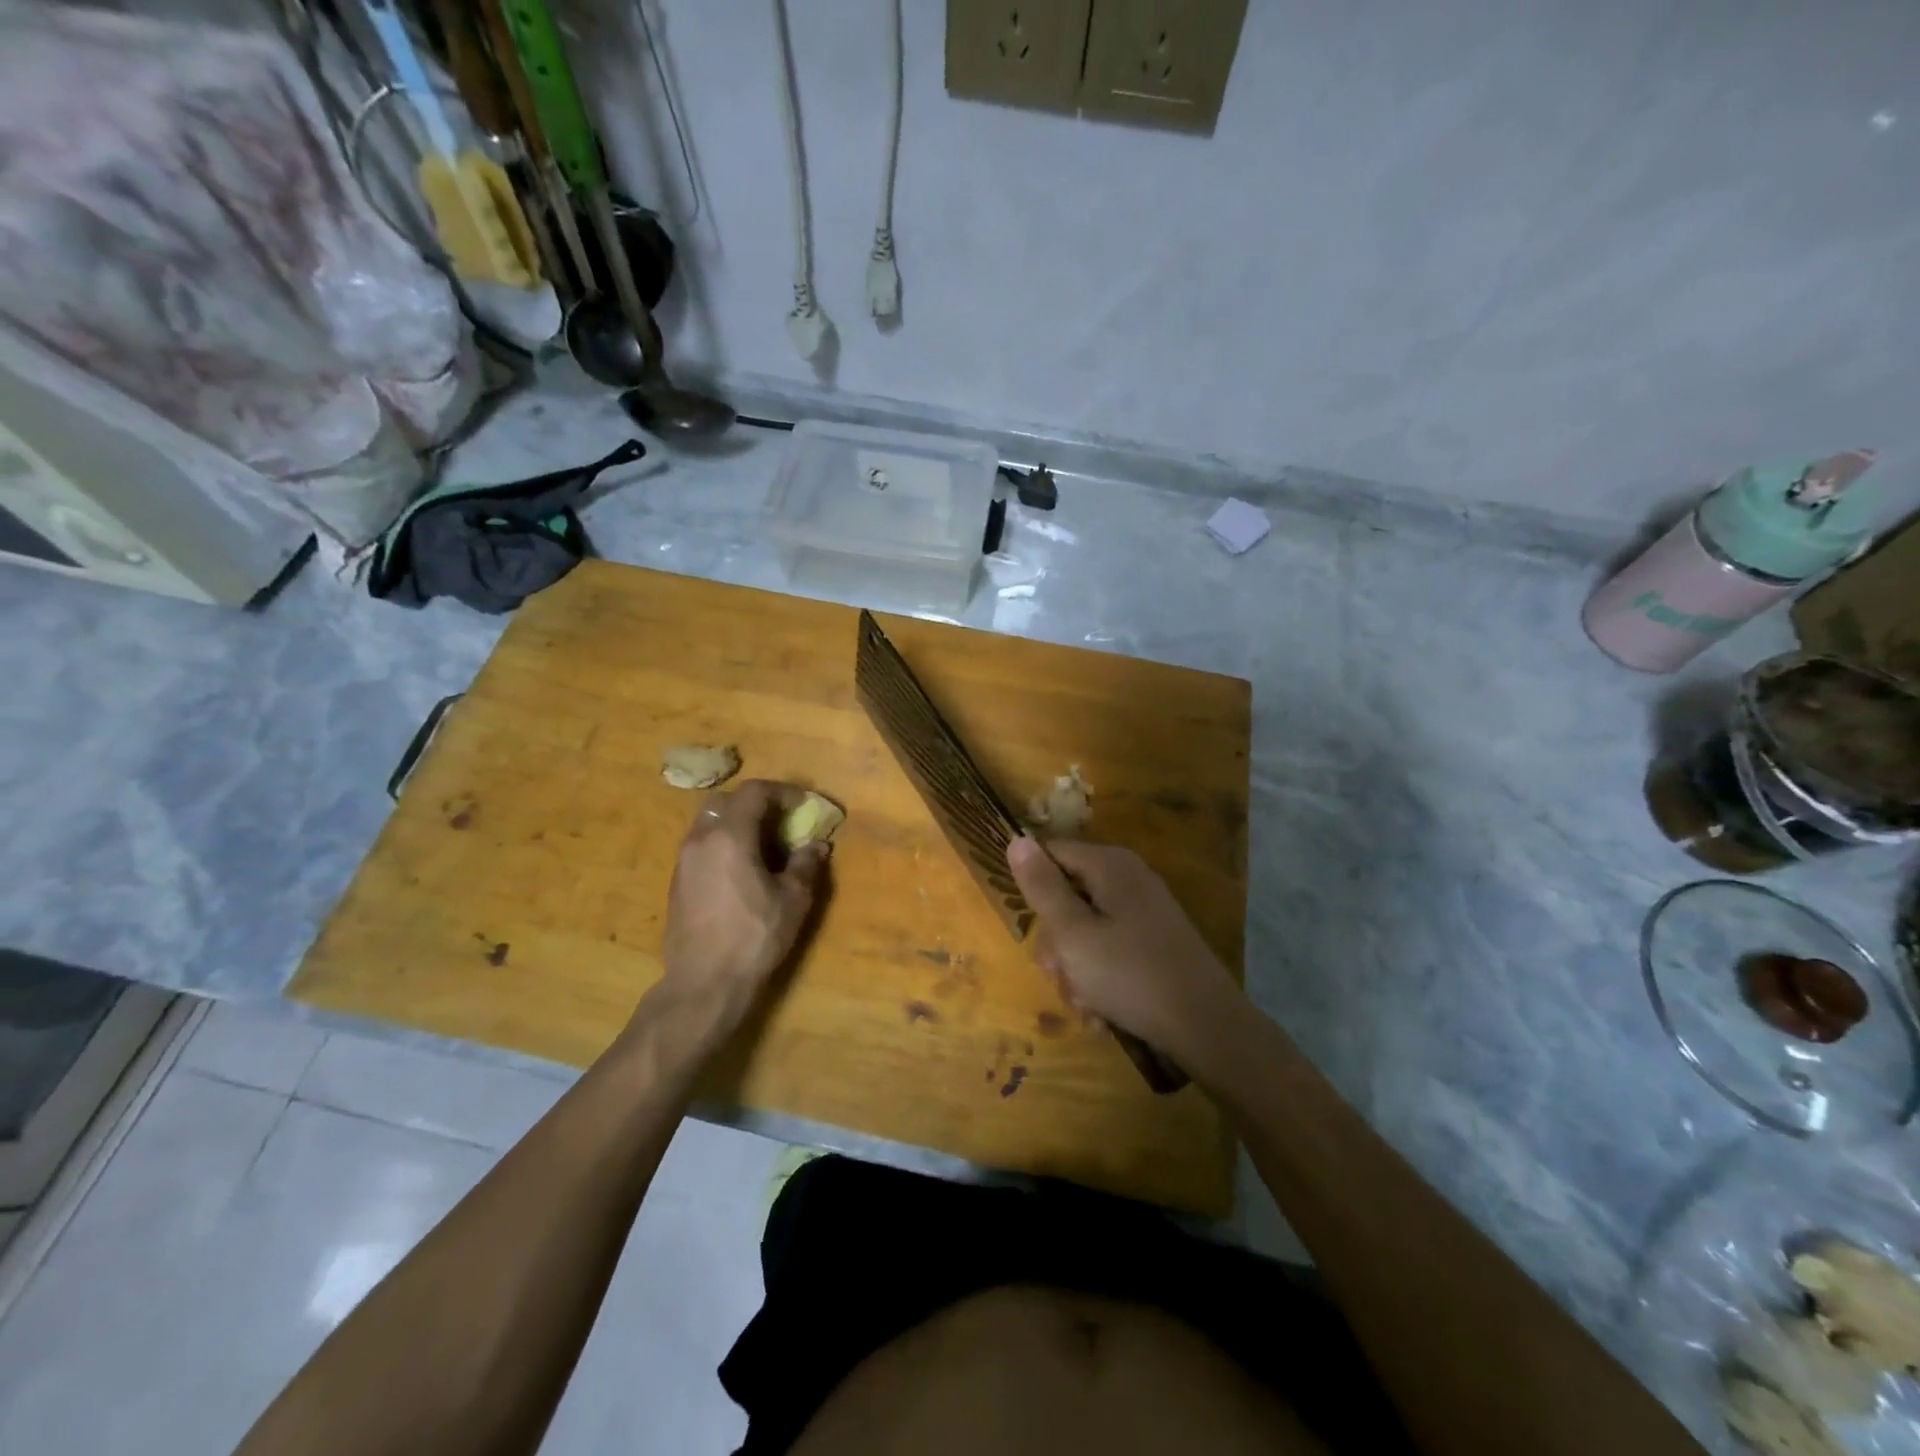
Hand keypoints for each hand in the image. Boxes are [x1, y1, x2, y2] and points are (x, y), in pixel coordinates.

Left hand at [658, 781, 827, 1017]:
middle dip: (755, 802)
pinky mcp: (677, 882)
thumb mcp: (793, 901)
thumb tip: (817, 845)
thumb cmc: (754, 937)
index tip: (803, 804)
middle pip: (726, 801)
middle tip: (780, 819)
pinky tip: (741, 870)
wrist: (703, 983)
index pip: (754, 792)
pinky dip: (723, 843)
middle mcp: (701, 839)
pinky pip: (702, 846)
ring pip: (709, 823)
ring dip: (737, 823)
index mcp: (730, 836)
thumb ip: (805, 865)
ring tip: (763, 845)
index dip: (782, 791)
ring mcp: (683, 861)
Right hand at [1006, 837, 1241, 1060]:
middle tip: (1058, 973)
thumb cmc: (1130, 975)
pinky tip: (1102, 1011)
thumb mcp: (1072, 933)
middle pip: (1067, 896)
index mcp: (1108, 865)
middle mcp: (1128, 878)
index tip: (1031, 930)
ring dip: (1075, 968)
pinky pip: (1109, 949)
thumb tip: (1017, 839)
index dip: (1033, 889)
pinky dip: (1100, 977)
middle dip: (1056, 942)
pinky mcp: (1154, 940)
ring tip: (1085, 1003)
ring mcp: (1144, 910)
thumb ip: (1042, 887)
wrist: (1207, 1026)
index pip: (1051, 853)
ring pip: (1085, 930)